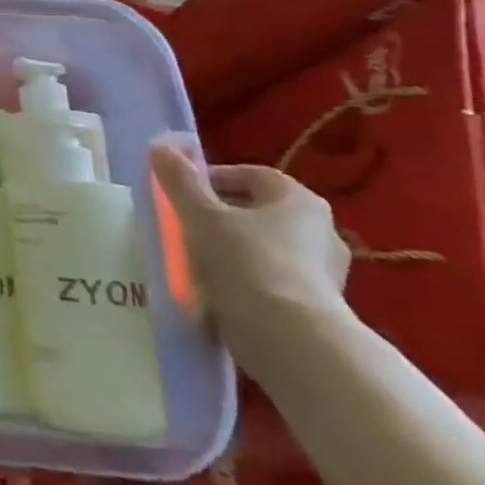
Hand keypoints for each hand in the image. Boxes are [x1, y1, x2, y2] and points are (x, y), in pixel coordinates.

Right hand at [149, 140, 350, 351]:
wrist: (291, 339)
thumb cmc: (247, 262)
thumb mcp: (201, 215)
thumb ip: (179, 180)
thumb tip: (159, 145)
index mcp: (300, 202)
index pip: (254, 175)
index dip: (215, 177)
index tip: (184, 191)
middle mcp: (322, 230)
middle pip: (260, 211)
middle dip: (223, 214)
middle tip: (186, 223)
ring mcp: (325, 271)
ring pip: (266, 246)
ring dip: (234, 247)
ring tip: (197, 259)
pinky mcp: (318, 305)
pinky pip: (273, 278)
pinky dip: (247, 277)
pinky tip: (219, 289)